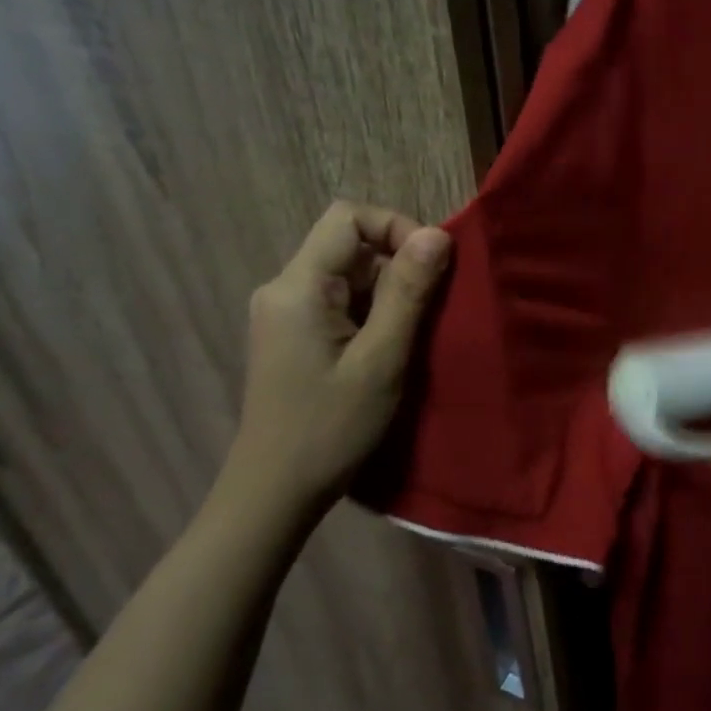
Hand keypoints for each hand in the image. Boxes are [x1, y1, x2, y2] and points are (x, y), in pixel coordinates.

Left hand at [225, 201, 451, 510]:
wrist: (274, 492)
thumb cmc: (330, 428)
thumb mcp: (381, 359)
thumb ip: (408, 293)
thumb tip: (437, 235)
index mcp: (297, 286)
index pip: (347, 218)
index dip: (395, 227)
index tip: (431, 266)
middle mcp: (283, 288)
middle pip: (348, 244)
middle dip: (397, 266)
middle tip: (429, 311)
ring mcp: (284, 312)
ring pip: (347, 274)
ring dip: (388, 293)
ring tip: (411, 336)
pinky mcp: (292, 334)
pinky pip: (339, 301)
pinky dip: (371, 312)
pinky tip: (386, 350)